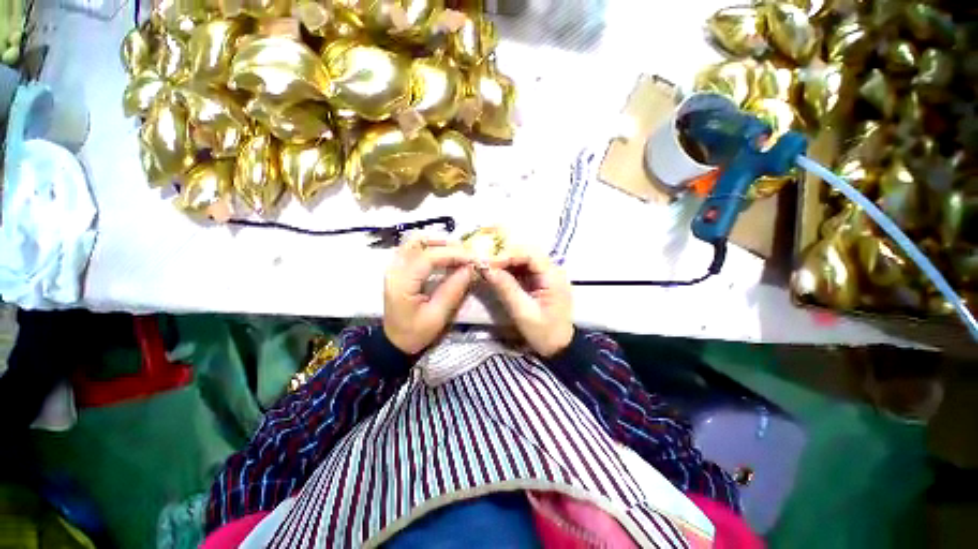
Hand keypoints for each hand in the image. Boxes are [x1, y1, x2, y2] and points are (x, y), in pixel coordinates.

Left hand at [383, 236, 474, 354]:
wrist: (395, 342)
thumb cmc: (415, 332)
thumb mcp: (437, 316)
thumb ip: (453, 290)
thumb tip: (470, 268)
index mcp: (402, 282)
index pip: (428, 256)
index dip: (453, 254)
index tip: (473, 259)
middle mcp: (395, 268)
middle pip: (419, 241)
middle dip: (446, 244)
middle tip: (467, 254)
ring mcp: (395, 266)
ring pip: (416, 241)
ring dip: (439, 243)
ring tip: (459, 254)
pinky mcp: (400, 268)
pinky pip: (416, 249)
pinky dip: (433, 248)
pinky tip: (448, 257)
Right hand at [480, 247, 573, 356]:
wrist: (559, 347)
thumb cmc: (544, 333)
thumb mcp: (523, 313)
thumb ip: (506, 289)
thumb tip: (487, 269)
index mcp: (553, 277)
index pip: (530, 254)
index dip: (508, 255)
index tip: (488, 263)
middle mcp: (552, 270)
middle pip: (527, 253)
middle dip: (505, 256)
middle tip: (486, 263)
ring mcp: (547, 274)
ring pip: (524, 259)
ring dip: (506, 261)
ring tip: (488, 267)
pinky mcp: (541, 280)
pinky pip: (524, 268)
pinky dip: (509, 269)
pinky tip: (497, 273)